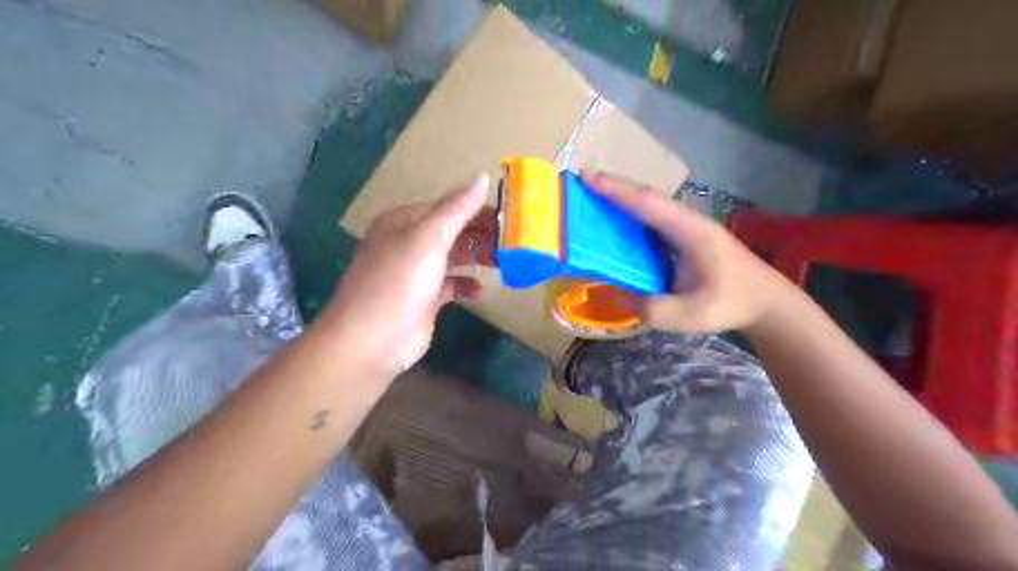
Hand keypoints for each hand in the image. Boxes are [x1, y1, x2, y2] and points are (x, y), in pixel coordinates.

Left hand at [316, 175, 493, 379]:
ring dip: (477, 258)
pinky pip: (451, 285)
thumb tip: (483, 177)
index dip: (478, 211)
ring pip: (454, 258)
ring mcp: (416, 273)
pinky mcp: (424, 299)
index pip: (448, 208)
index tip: (510, 219)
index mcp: (404, 222)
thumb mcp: (429, 238)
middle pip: (453, 232)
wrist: (372, 340)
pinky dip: (466, 285)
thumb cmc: (399, 282)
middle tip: (513, 244)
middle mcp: (409, 244)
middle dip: (482, 236)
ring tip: (502, 263)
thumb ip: (457, 208)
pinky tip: (478, 291)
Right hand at [585, 170, 799, 333]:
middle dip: (616, 187)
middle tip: (584, 181)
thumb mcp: (689, 316)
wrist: (769, 304)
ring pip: (653, 206)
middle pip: (649, 198)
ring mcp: (692, 228)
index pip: (649, 205)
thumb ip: (651, 309)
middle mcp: (690, 222)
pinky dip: (635, 215)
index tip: (589, 178)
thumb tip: (618, 296)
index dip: (618, 191)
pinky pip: (657, 220)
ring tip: (596, 197)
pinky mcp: (690, 238)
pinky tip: (622, 223)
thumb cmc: (731, 305)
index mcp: (691, 233)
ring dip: (625, 198)